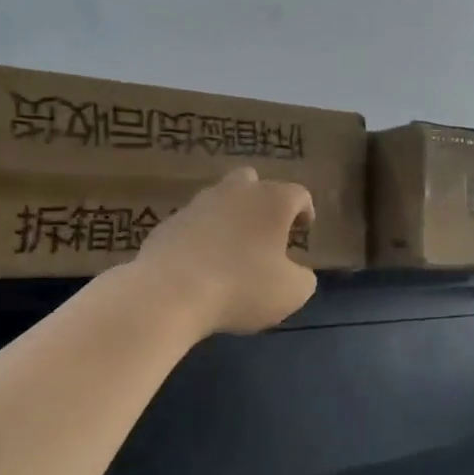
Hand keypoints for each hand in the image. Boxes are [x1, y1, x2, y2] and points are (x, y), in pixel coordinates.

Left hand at [132, 169, 317, 335]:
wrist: (170, 293)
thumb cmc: (243, 287)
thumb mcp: (292, 292)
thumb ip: (303, 277)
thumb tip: (298, 273)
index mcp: (272, 201)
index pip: (298, 194)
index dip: (305, 211)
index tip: (304, 230)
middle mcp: (235, 192)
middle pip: (253, 181)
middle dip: (263, 200)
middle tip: (268, 229)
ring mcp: (197, 204)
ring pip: (220, 200)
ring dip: (231, 217)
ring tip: (235, 249)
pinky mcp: (168, 224)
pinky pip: (194, 224)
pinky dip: (203, 237)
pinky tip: (204, 264)